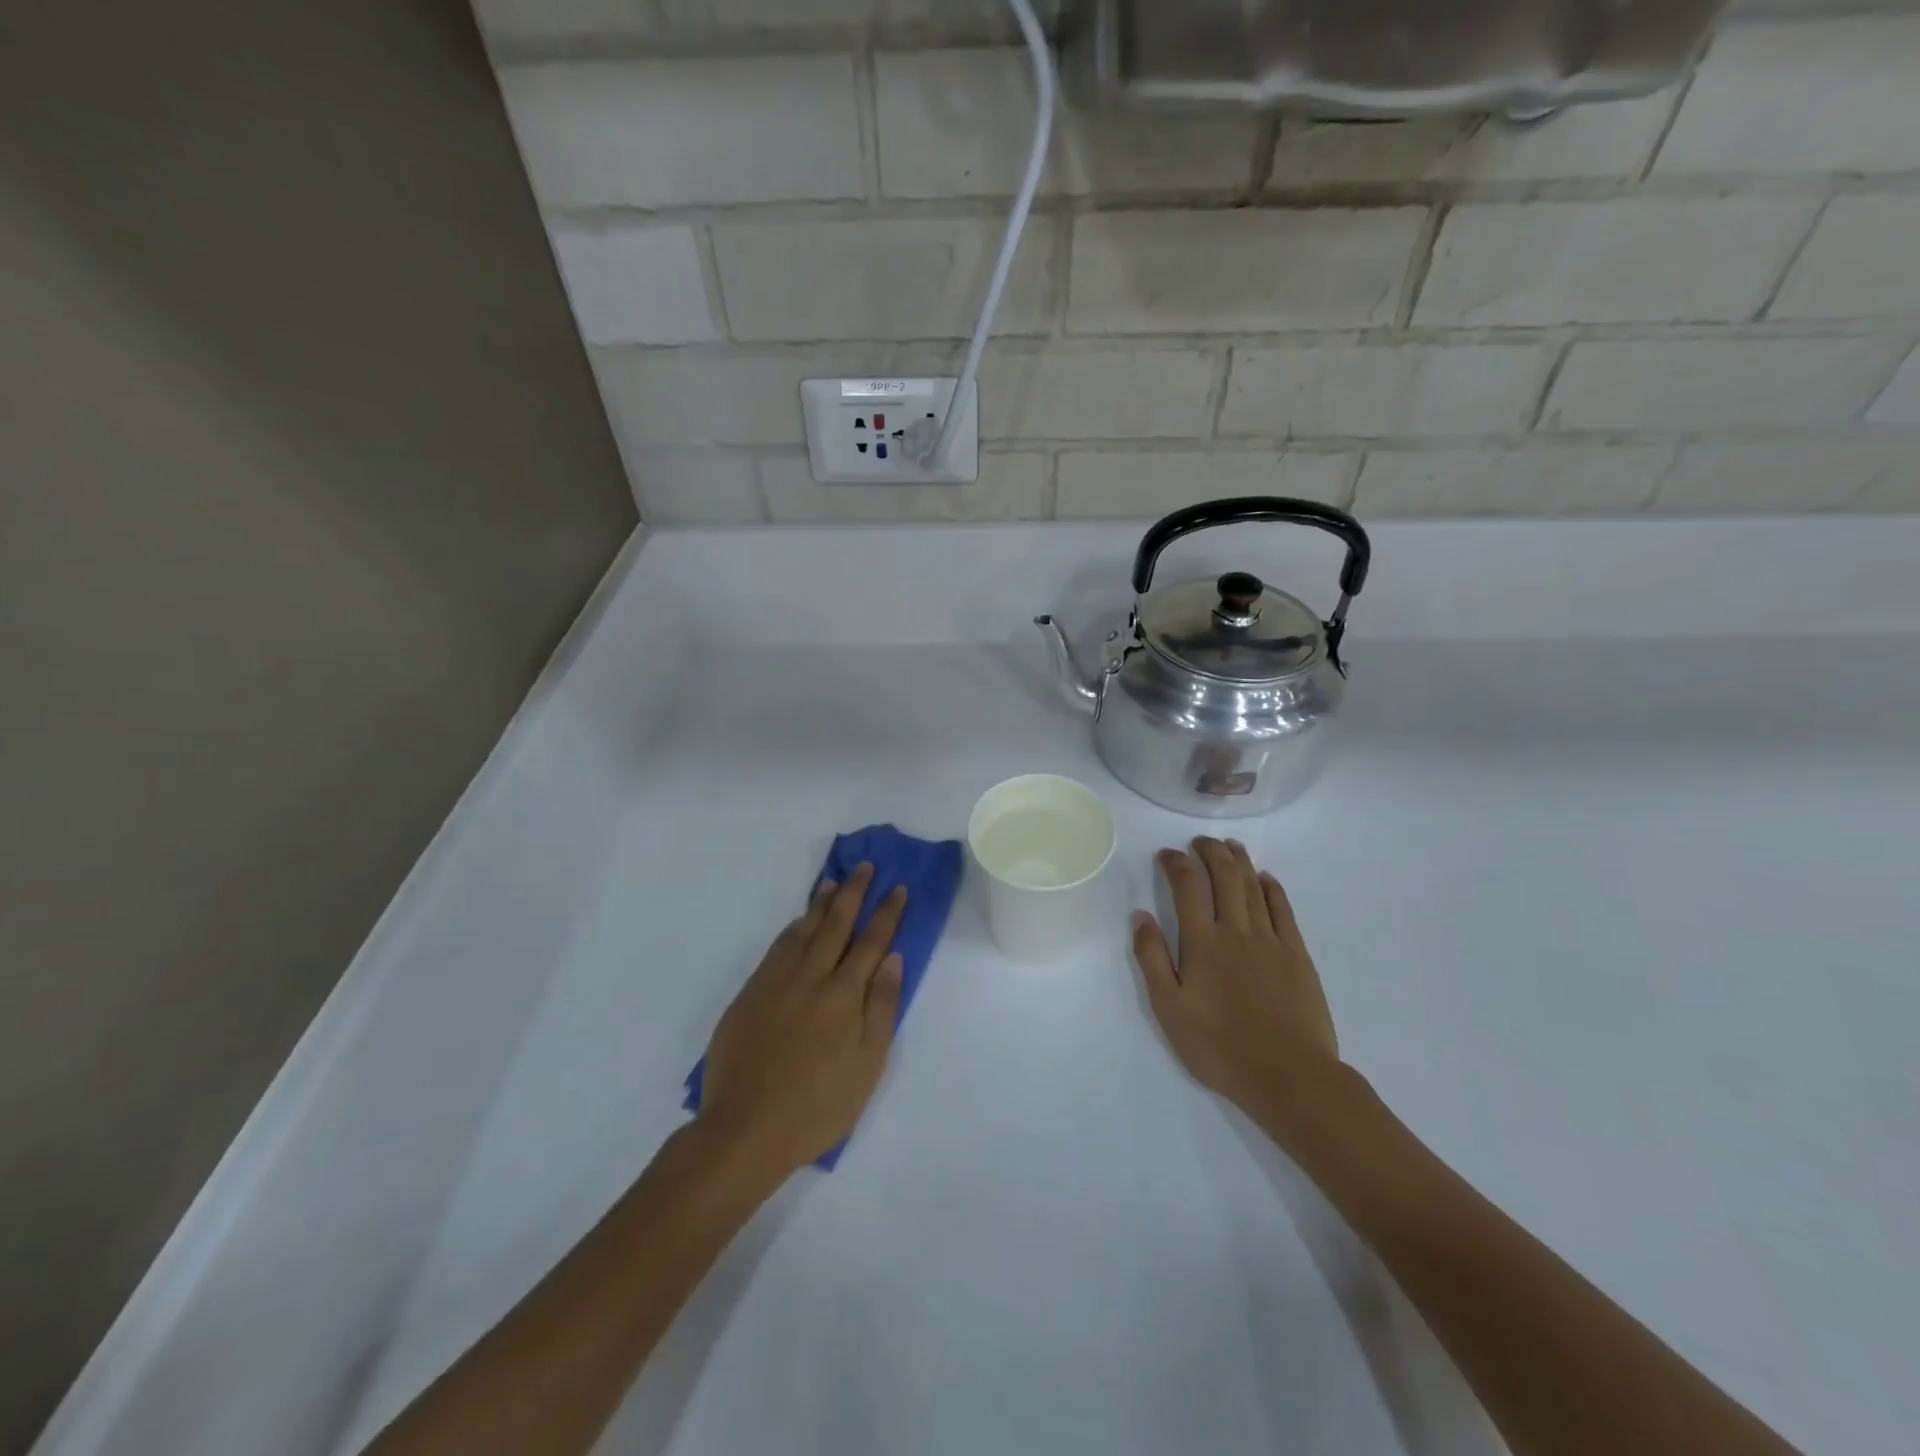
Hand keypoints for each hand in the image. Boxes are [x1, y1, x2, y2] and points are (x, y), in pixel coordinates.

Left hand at [700, 864, 907, 1177]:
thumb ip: (881, 1007)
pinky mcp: (750, 994)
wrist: (745, 1129)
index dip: (886, 913)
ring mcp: (777, 983)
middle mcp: (811, 978)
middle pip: (836, 925)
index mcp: (844, 996)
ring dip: (820, 903)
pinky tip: (798, 922)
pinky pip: (776, 948)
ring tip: (832, 882)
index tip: (897, 888)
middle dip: (854, 893)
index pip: (872, 942)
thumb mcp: (867, 1065)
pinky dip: (792, 928)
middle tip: (865, 867)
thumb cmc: (818, 1106)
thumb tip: (893, 959)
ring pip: (803, 931)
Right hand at [1132, 838, 1341, 1122]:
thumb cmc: (1220, 1047)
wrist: (1290, 1075)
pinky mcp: (1297, 955)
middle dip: (1210, 852)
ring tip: (1230, 846)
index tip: (1167, 854)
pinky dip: (1272, 888)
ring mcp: (1271, 940)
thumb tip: (1140, 916)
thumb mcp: (1170, 1009)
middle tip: (1200, 841)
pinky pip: (1283, 909)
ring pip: (1253, 886)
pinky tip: (1266, 878)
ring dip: (1240, 861)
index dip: (1176, 863)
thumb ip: (1153, 959)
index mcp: (1202, 942)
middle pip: (1224, 877)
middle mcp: (1236, 931)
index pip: (1187, 887)